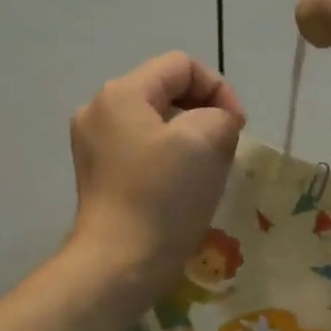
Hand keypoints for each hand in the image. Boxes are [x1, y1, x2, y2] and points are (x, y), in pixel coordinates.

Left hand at [69, 52, 245, 296]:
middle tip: (225, 150)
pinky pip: (142, 149)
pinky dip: (168, 159)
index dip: (219, 89)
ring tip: (206, 171)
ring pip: (156, 122)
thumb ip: (220, 114)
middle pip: (166, 91)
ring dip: (189, 139)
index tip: (238, 128)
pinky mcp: (97, 174)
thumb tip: (214, 124)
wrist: (119, 265)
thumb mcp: (208, 139)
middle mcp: (99, 110)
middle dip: (204, 114)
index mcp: (121, 93)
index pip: (182, 66)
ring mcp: (93, 144)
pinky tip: (181, 188)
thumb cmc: (163, 197)